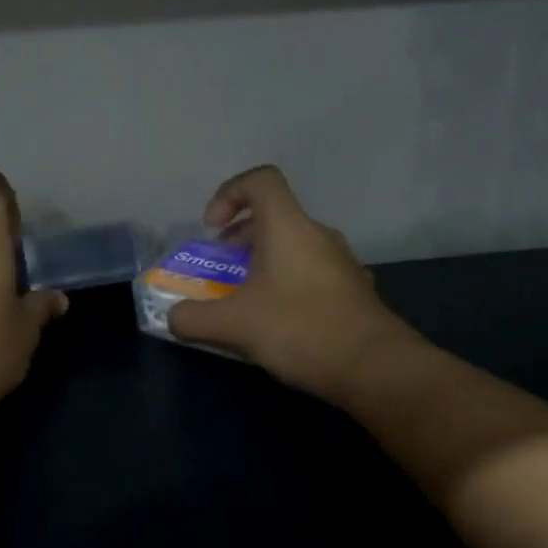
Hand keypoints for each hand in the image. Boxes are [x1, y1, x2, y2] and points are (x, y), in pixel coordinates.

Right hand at [167, 165, 409, 400]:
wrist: (373, 367)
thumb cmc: (299, 329)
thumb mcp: (233, 325)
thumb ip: (193, 318)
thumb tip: (173, 318)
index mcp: (289, 227)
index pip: (260, 181)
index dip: (229, 194)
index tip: (211, 230)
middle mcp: (318, 236)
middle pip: (273, 218)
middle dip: (238, 240)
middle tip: (219, 272)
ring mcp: (340, 263)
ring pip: (292, 248)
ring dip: (262, 265)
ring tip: (244, 301)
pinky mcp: (352, 291)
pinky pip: (310, 274)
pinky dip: (286, 285)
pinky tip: (278, 322)